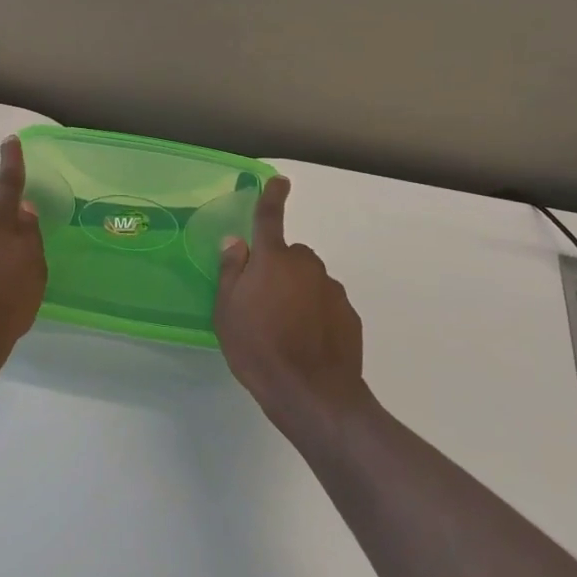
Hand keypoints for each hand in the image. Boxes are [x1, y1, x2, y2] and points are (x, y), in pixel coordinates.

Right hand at [214, 177, 367, 443]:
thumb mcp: (227, 311)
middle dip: (278, 269)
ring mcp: (331, 289)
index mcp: (273, 259)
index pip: (270, 217)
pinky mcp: (348, 314)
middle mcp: (306, 265)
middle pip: (289, 255)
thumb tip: (236, 241)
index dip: (273, 197)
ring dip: (297, 293)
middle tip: (262, 301)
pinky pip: (326, 303)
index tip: (280, 182)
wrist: (313, 394)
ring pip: (309, 280)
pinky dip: (315, 314)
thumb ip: (231, 271)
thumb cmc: (259, 348)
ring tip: (284, 329)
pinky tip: (306, 342)